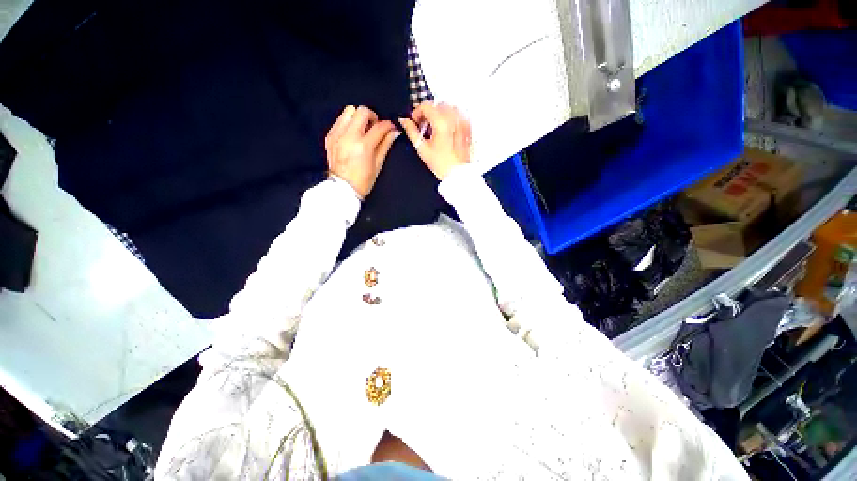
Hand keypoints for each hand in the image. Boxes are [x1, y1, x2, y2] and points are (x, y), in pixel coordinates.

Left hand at [325, 105, 399, 198]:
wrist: (342, 188)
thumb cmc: (363, 180)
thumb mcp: (378, 164)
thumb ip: (385, 145)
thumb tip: (394, 132)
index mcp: (363, 146)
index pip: (379, 127)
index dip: (388, 125)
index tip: (391, 127)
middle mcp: (349, 136)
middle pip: (362, 111)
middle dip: (372, 116)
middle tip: (375, 127)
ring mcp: (337, 135)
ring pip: (348, 111)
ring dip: (358, 117)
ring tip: (362, 130)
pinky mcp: (330, 136)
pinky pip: (340, 121)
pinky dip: (348, 124)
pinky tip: (352, 135)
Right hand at [399, 101, 471, 180]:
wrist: (457, 174)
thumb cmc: (441, 164)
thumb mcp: (422, 148)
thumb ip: (411, 131)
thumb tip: (404, 121)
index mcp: (441, 123)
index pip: (426, 105)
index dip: (417, 112)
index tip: (415, 121)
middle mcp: (453, 119)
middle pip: (438, 105)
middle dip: (429, 113)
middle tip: (424, 126)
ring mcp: (462, 123)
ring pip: (449, 108)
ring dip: (440, 115)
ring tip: (435, 129)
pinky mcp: (467, 128)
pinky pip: (458, 115)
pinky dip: (450, 119)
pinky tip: (446, 131)